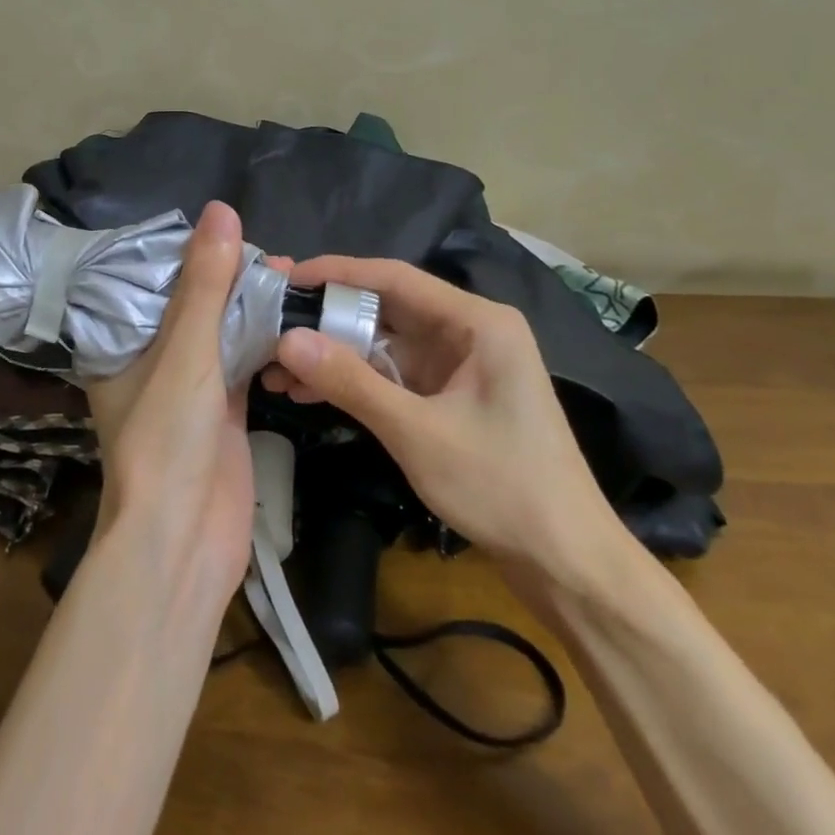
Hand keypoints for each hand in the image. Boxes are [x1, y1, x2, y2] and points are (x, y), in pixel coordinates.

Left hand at [83, 201, 258, 610]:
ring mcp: (191, 390)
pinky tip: (296, 319)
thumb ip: (205, 284)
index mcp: (122, 345)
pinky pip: (245, 364)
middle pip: (193, 306)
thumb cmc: (167, 440)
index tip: (229, 227)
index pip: (152, 282)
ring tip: (291, 277)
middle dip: (230, 280)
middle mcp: (152, 363)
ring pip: (222, 334)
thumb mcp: (185, 352)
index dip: (189, 253)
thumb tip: (222, 209)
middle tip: (275, 255)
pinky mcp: (224, 413)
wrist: (182, 543)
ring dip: (253, 310)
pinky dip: (267, 344)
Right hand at [263, 255, 630, 586]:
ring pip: (383, 345)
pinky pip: (392, 375)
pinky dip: (354, 382)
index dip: (336, 273)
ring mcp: (460, 366)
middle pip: (385, 309)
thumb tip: (286, 340)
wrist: (566, 561)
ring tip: (273, 369)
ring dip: (333, 355)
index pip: (394, 278)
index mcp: (477, 322)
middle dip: (326, 319)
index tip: (283, 277)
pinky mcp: (450, 397)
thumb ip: (351, 382)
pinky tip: (308, 392)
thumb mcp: (417, 432)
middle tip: (268, 325)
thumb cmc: (502, 487)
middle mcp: (469, 332)